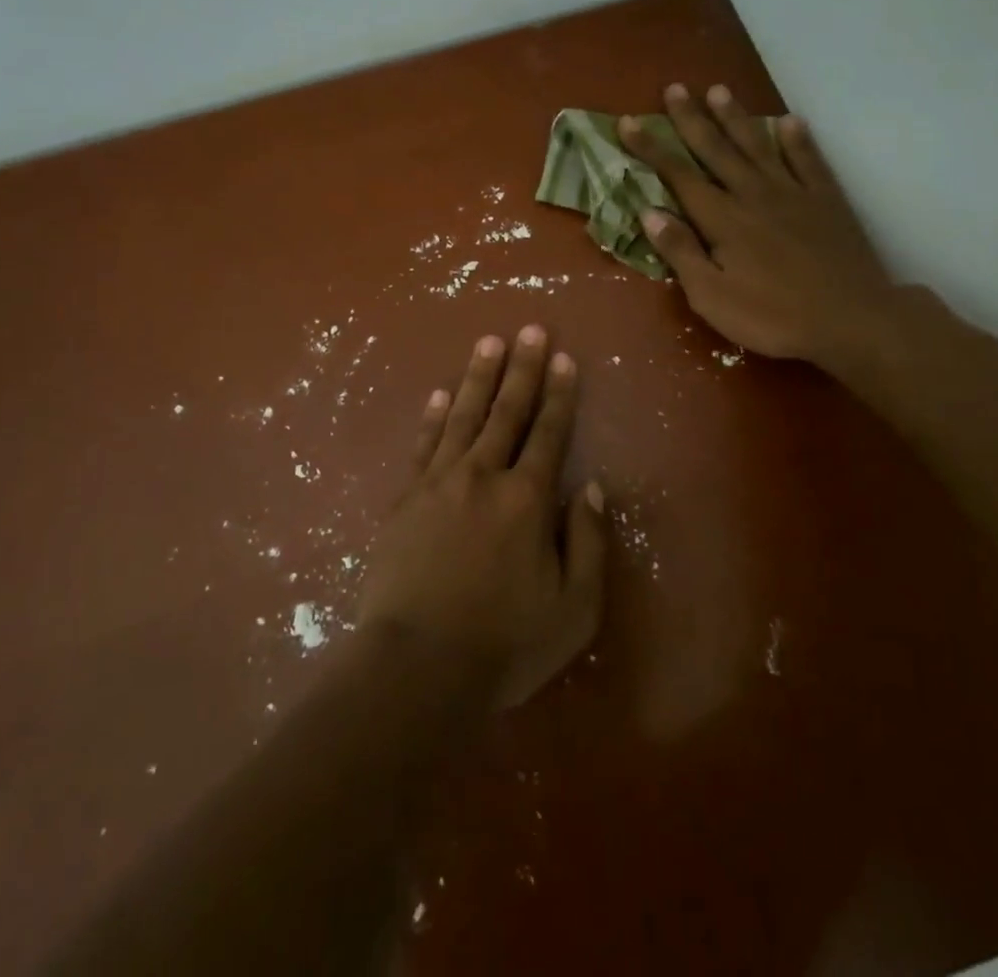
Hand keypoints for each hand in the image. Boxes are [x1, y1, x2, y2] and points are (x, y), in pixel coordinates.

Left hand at [357, 326, 606, 708]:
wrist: (416, 667)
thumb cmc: (503, 644)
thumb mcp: (574, 610)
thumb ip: (589, 543)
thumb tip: (593, 488)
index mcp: (527, 500)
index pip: (549, 433)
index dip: (559, 394)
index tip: (565, 358)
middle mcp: (484, 476)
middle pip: (506, 411)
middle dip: (523, 368)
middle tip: (531, 328)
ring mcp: (439, 483)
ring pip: (463, 416)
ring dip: (478, 377)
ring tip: (489, 342)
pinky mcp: (405, 499)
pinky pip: (422, 445)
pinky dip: (432, 416)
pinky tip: (438, 394)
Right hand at [618, 84, 902, 373]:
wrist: (850, 319)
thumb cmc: (773, 317)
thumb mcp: (712, 297)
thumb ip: (681, 253)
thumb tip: (649, 212)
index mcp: (722, 220)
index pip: (678, 175)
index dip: (651, 148)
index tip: (628, 121)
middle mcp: (753, 194)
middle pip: (716, 150)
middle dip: (691, 119)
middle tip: (675, 88)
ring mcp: (793, 193)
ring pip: (758, 146)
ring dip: (736, 118)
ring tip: (720, 90)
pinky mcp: (827, 200)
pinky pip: (809, 161)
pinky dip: (798, 140)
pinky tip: (790, 121)